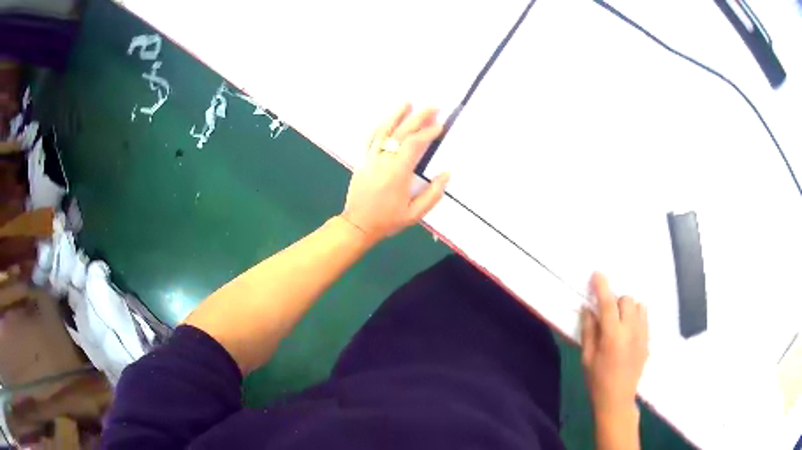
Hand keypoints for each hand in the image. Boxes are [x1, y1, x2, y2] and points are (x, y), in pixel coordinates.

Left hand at [341, 104, 449, 241]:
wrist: (358, 224)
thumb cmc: (387, 220)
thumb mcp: (415, 213)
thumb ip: (433, 194)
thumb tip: (446, 174)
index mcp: (398, 172)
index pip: (414, 144)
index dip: (428, 133)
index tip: (440, 127)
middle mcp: (383, 160)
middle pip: (401, 132)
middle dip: (418, 117)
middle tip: (432, 106)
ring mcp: (371, 158)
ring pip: (383, 131)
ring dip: (396, 115)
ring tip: (407, 103)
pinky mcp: (363, 160)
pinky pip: (371, 138)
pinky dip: (380, 127)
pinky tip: (386, 120)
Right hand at [581, 272, 648, 419]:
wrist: (617, 400)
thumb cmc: (597, 380)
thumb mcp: (586, 358)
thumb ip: (589, 331)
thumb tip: (588, 309)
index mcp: (612, 335)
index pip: (608, 303)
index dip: (602, 286)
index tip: (597, 274)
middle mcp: (631, 330)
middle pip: (627, 300)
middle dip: (616, 301)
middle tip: (606, 313)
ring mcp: (642, 335)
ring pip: (639, 306)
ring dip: (628, 308)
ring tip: (619, 321)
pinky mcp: (648, 340)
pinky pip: (645, 318)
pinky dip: (636, 316)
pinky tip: (628, 331)